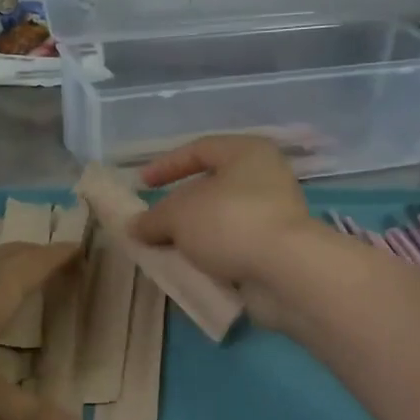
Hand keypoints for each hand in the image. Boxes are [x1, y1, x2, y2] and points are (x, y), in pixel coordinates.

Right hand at [129, 135, 323, 323]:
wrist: (285, 270)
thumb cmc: (229, 223)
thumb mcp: (178, 216)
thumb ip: (152, 218)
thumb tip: (134, 227)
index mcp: (247, 153)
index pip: (200, 149)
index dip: (167, 165)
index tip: (142, 184)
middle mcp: (265, 177)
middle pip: (212, 187)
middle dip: (179, 207)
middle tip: (153, 225)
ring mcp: (275, 214)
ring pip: (222, 220)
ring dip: (194, 235)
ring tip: (167, 251)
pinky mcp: (277, 248)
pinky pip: (234, 246)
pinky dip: (212, 255)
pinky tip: (191, 268)